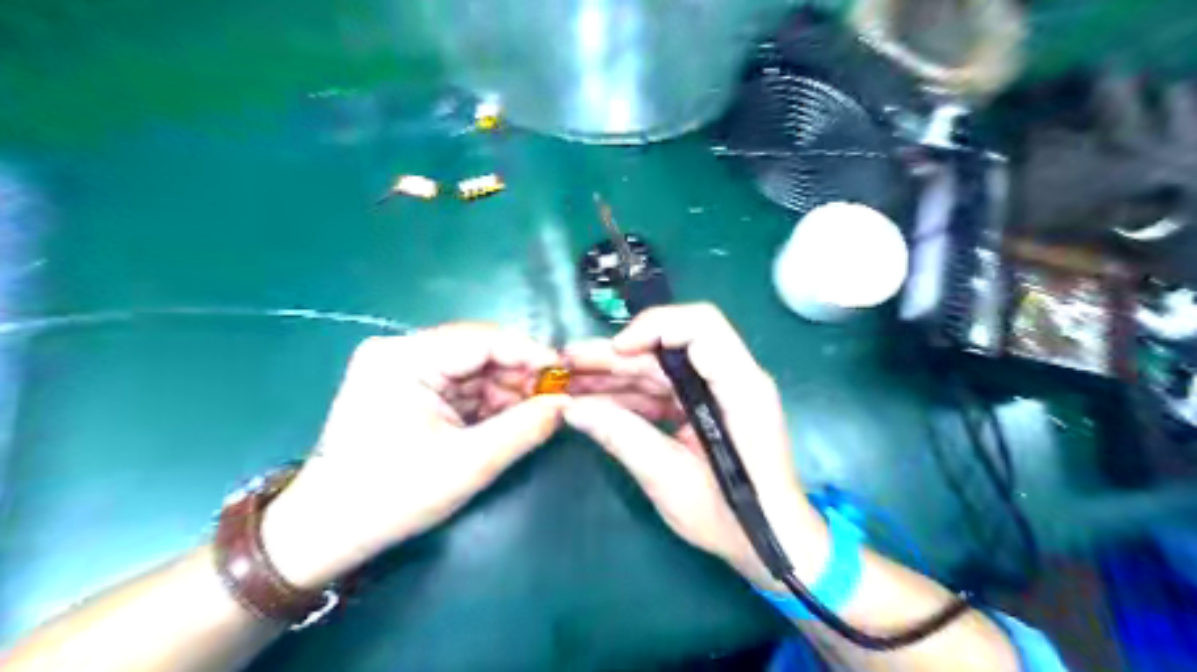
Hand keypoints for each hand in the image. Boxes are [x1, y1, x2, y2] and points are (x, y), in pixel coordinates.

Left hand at [257, 322, 567, 583]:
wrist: (329, 530)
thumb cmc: (393, 496)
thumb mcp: (469, 463)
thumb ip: (524, 428)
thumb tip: (566, 403)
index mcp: (404, 358)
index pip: (481, 339)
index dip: (528, 353)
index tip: (564, 373)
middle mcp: (400, 351)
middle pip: (478, 351)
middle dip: (518, 375)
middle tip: (555, 398)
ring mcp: (401, 367)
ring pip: (474, 368)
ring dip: (506, 390)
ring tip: (535, 413)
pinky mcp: (407, 386)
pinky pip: (460, 384)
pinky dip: (487, 401)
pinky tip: (509, 418)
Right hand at [566, 304, 829, 588]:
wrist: (769, 543)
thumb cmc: (730, 517)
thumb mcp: (671, 480)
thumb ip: (622, 437)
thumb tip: (572, 409)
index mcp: (740, 388)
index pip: (701, 327)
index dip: (654, 328)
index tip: (615, 351)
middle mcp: (731, 379)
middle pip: (667, 348)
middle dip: (616, 356)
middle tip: (567, 363)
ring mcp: (716, 393)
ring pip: (659, 368)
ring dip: (615, 375)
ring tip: (570, 384)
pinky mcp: (704, 408)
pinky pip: (662, 391)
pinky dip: (629, 396)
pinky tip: (595, 404)